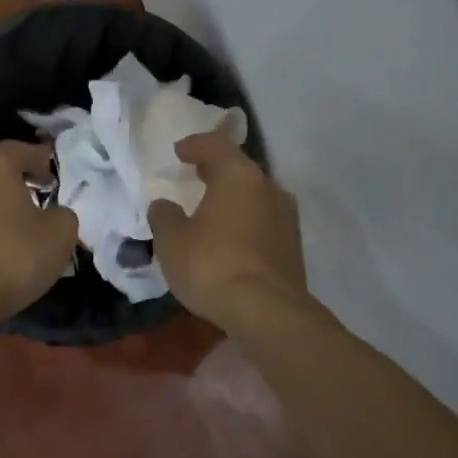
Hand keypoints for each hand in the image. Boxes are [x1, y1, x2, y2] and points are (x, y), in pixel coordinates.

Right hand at [148, 132, 306, 328]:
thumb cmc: (212, 265)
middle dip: (216, 170)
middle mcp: (269, 189)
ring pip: (255, 197)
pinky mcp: (293, 248)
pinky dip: (244, 223)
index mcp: (239, 176)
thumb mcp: (172, 240)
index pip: (216, 145)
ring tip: (211, 209)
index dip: (195, 145)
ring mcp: (287, 219)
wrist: (267, 313)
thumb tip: (164, 205)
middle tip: (195, 174)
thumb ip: (164, 216)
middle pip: (240, 170)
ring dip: (233, 199)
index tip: (179, 151)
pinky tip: (229, 239)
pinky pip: (263, 223)